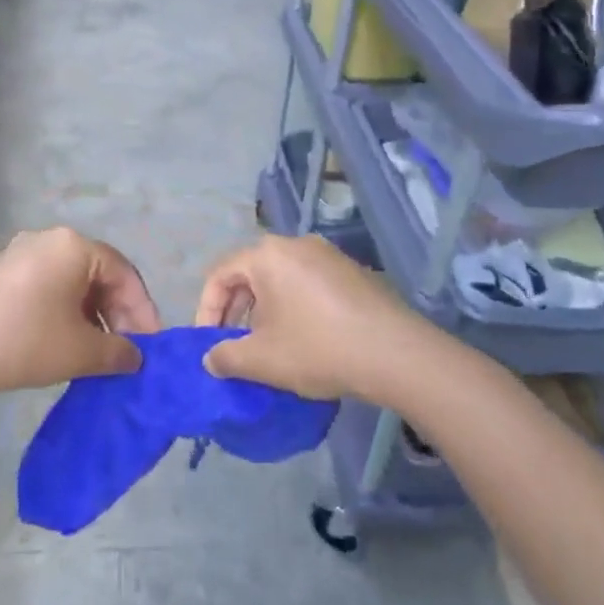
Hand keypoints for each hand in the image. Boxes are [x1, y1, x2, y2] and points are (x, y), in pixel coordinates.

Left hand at [0, 227, 157, 397]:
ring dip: (93, 315)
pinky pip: (49, 285)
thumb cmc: (24, 340)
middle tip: (127, 352)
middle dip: (118, 313)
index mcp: (75, 246)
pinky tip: (66, 342)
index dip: (143, 311)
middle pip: (99, 274)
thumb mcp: (80, 351)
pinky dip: (66, 311)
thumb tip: (134, 357)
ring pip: (73, 281)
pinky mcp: (2, 271)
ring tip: (100, 352)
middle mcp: (50, 239)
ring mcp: (22, 252)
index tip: (152, 346)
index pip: (124, 273)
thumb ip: (118, 352)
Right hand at [195, 235, 434, 401]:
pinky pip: (309, 285)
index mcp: (267, 255)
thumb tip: (211, 358)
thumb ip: (226, 357)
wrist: (396, 354)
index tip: (208, 344)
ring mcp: (329, 256)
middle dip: (236, 312)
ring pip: (280, 280)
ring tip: (269, 346)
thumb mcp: (262, 360)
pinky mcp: (353, 272)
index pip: (220, 275)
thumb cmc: (318, 349)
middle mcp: (296, 244)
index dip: (206, 310)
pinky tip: (305, 341)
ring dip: (265, 312)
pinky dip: (295, 308)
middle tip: (235, 345)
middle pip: (250, 274)